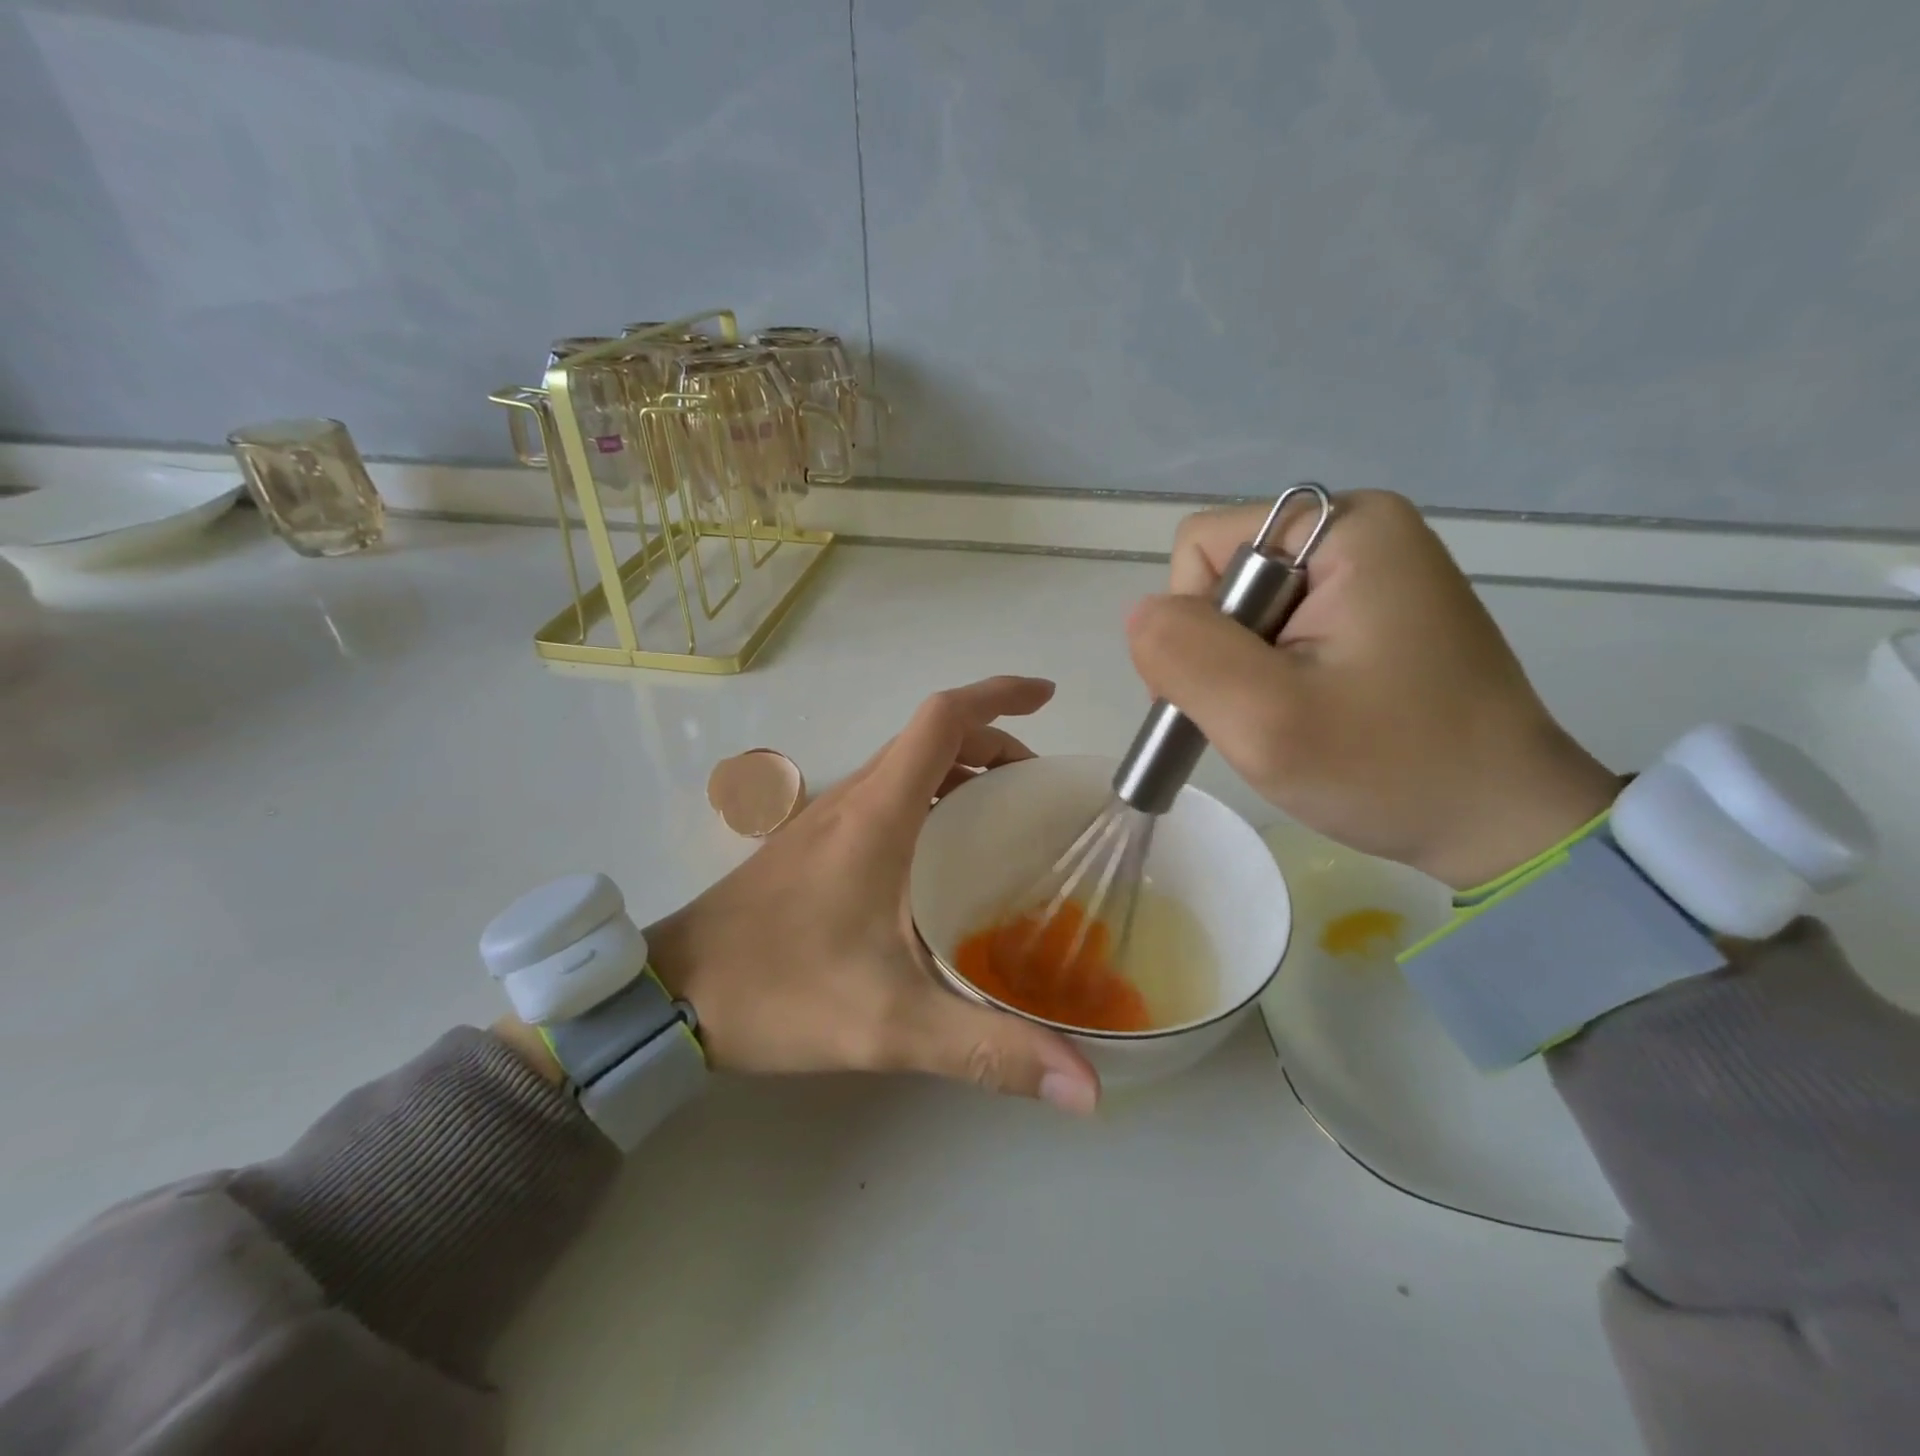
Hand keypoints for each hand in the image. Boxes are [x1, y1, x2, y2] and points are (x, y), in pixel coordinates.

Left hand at [644, 677, 1100, 1112]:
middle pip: (932, 738)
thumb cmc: (782, 990)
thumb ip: (988, 1051)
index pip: (942, 720)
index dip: (998, 695)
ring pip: (908, 766)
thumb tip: (1086, 1088)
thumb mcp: (892, 1025)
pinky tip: (946, 859)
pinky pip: (887, 796)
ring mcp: (829, 819)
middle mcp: (854, 799)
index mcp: (879, 814)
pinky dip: (931, 799)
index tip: (1046, 697)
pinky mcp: (814, 843)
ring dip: (962, 771)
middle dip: (994, 744)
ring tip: (1008, 821)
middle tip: (1040, 793)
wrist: (673, 993)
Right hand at [1127, 491, 1618, 889]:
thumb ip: (1183, 654)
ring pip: (1244, 609)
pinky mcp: (1375, 609)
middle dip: (1217, 653)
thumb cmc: (1389, 769)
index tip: (1232, 695)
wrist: (1502, 822)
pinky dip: (1270, 675)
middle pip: (1222, 577)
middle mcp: (1359, 529)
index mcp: (1344, 528)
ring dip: (1242, 671)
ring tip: (1286, 723)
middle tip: (1261, 719)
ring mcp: (1372, 570)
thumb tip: (1142, 615)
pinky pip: (1279, 626)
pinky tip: (1305, 714)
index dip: (1191, 626)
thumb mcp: (1265, 719)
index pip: (1201, 550)